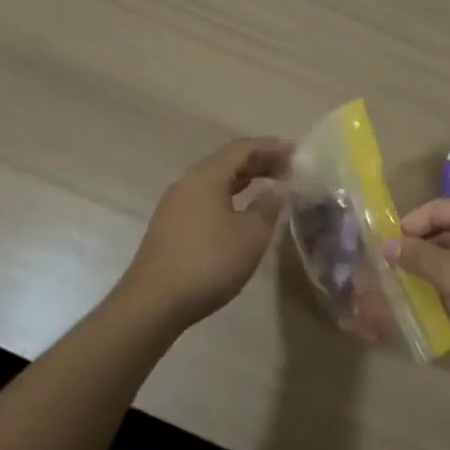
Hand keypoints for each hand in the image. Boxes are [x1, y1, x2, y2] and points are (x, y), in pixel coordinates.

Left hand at [120, 137, 292, 326]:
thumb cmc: (209, 262)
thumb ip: (267, 207)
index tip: (296, 152)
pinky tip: (242, 213)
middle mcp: (188, 183)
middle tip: (288, 169)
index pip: (243, 148)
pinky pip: (206, 198)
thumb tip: (276, 190)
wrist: (153, 303)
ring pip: (215, 181)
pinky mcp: (171, 226)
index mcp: (207, 176)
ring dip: (244, 180)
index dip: (271, 146)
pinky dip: (230, 197)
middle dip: (259, 162)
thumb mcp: (251, 235)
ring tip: (270, 187)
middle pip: (227, 161)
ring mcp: (175, 205)